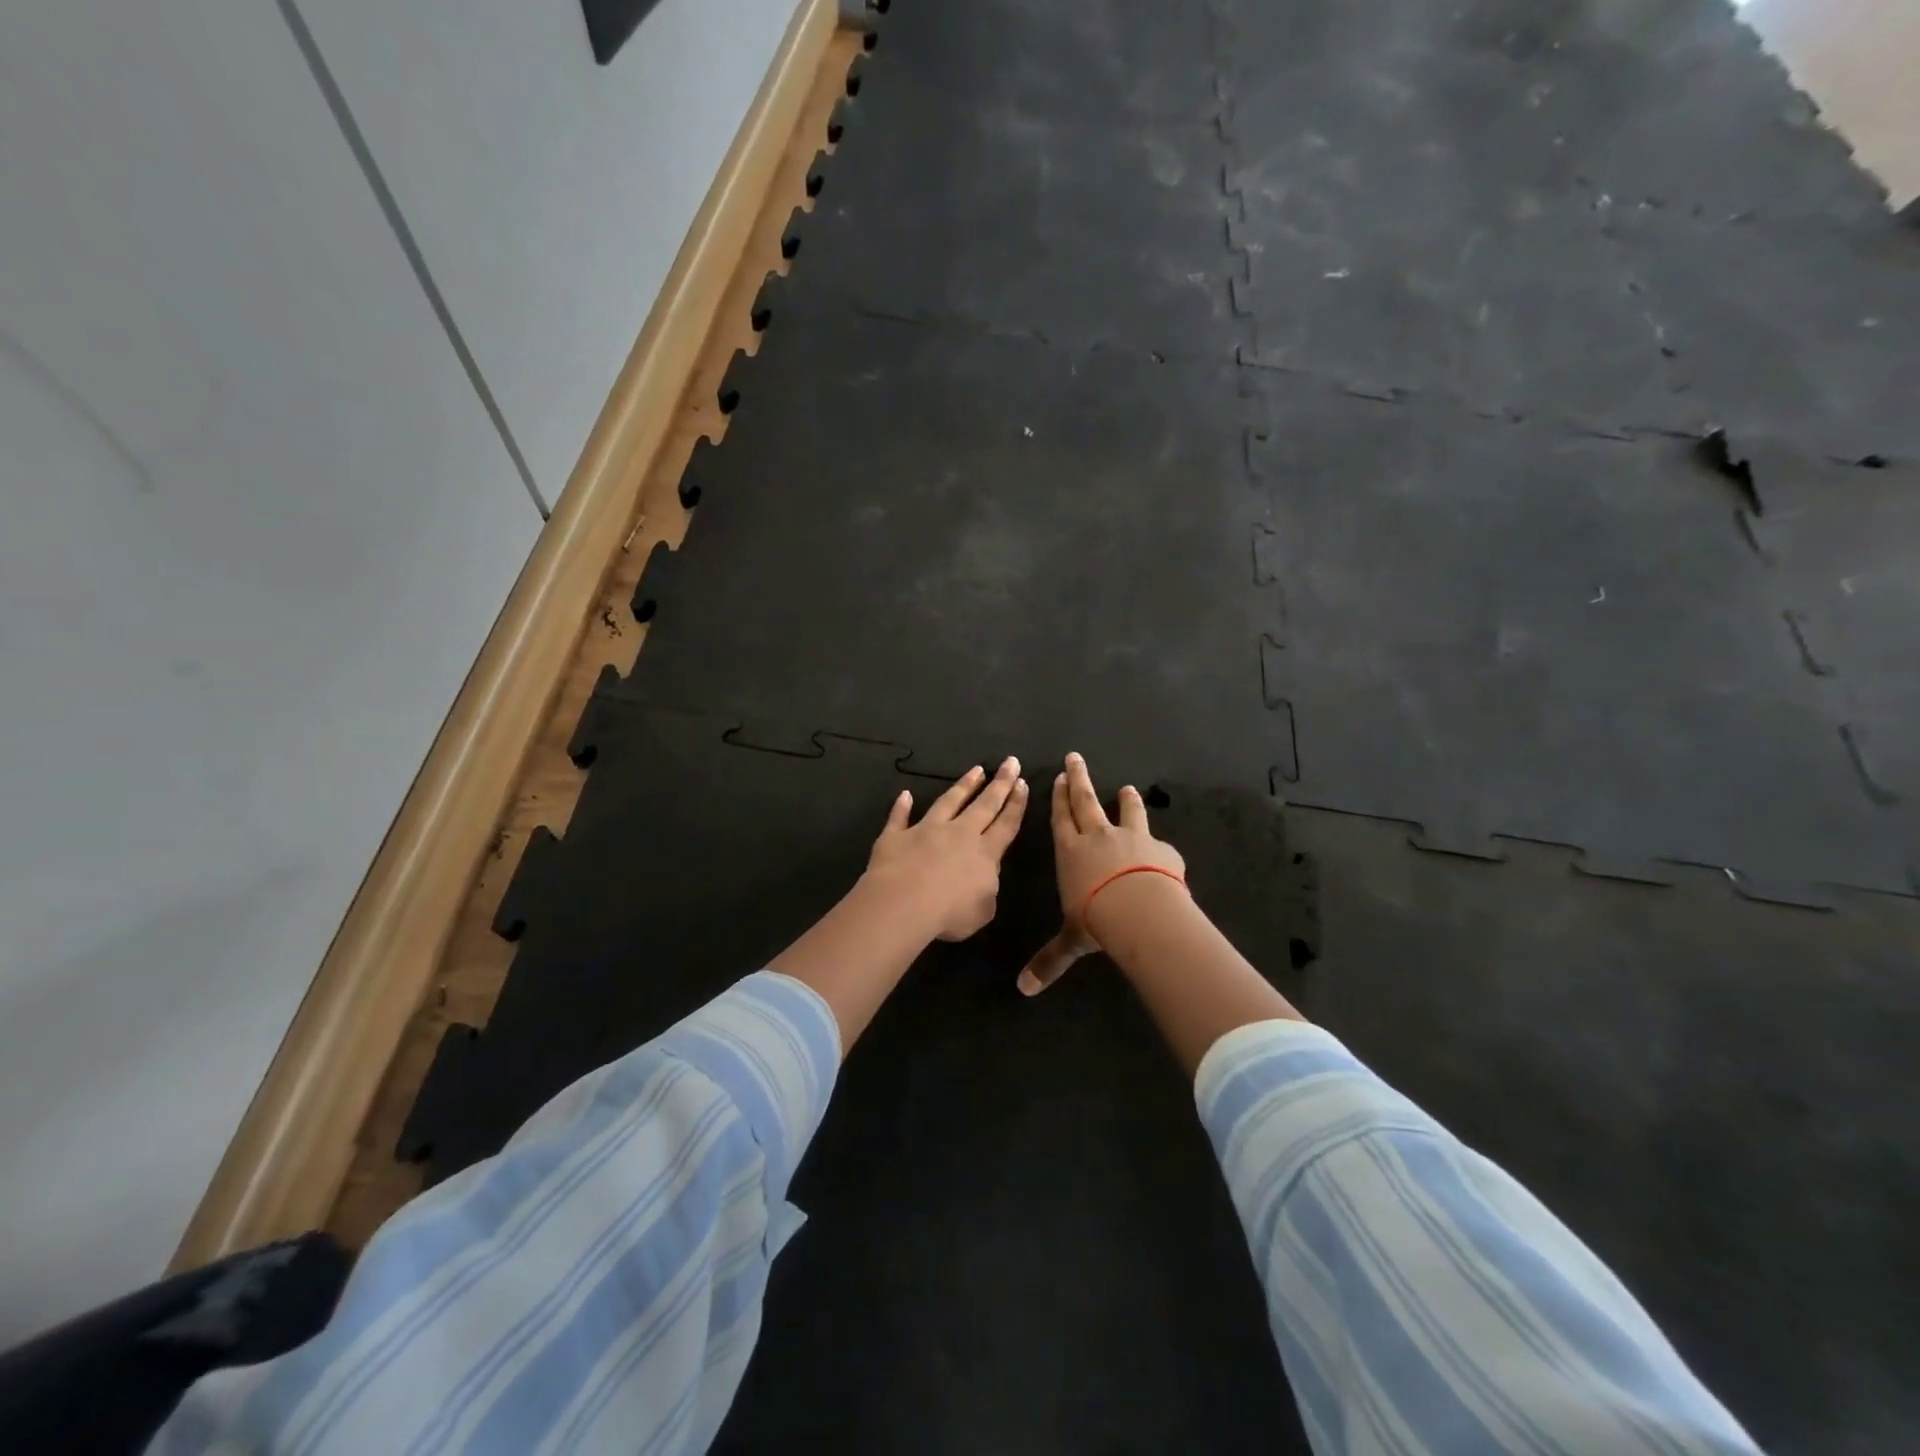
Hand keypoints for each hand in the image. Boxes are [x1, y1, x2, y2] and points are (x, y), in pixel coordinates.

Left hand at [864, 757, 1028, 941]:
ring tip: (976, 770)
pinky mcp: (897, 836)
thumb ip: (986, 891)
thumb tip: (981, 880)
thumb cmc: (950, 913)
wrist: (904, 903)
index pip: (1006, 824)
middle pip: (984, 804)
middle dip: (1000, 783)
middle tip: (1011, 762)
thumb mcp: (983, 911)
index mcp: (985, 853)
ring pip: (949, 801)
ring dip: (963, 785)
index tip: (1022, 783)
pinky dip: (901, 806)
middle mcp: (959, 834)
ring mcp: (926, 830)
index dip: (1016, 804)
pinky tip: (904, 794)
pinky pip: (899, 817)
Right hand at [1018, 752, 1185, 994]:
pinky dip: (1157, 842)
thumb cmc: (1096, 920)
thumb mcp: (1070, 941)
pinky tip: (1162, 846)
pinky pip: (1157, 841)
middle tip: (1076, 758)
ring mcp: (1132, 838)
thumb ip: (1050, 961)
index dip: (1059, 799)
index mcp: (1071, 852)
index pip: (1061, 819)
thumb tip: (1023, 990)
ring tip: (1128, 788)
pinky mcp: (1160, 848)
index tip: (1059, 778)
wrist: (1140, 909)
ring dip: (1125, 800)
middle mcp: (1099, 837)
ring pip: (1127, 812)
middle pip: (1087, 801)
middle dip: (1079, 779)